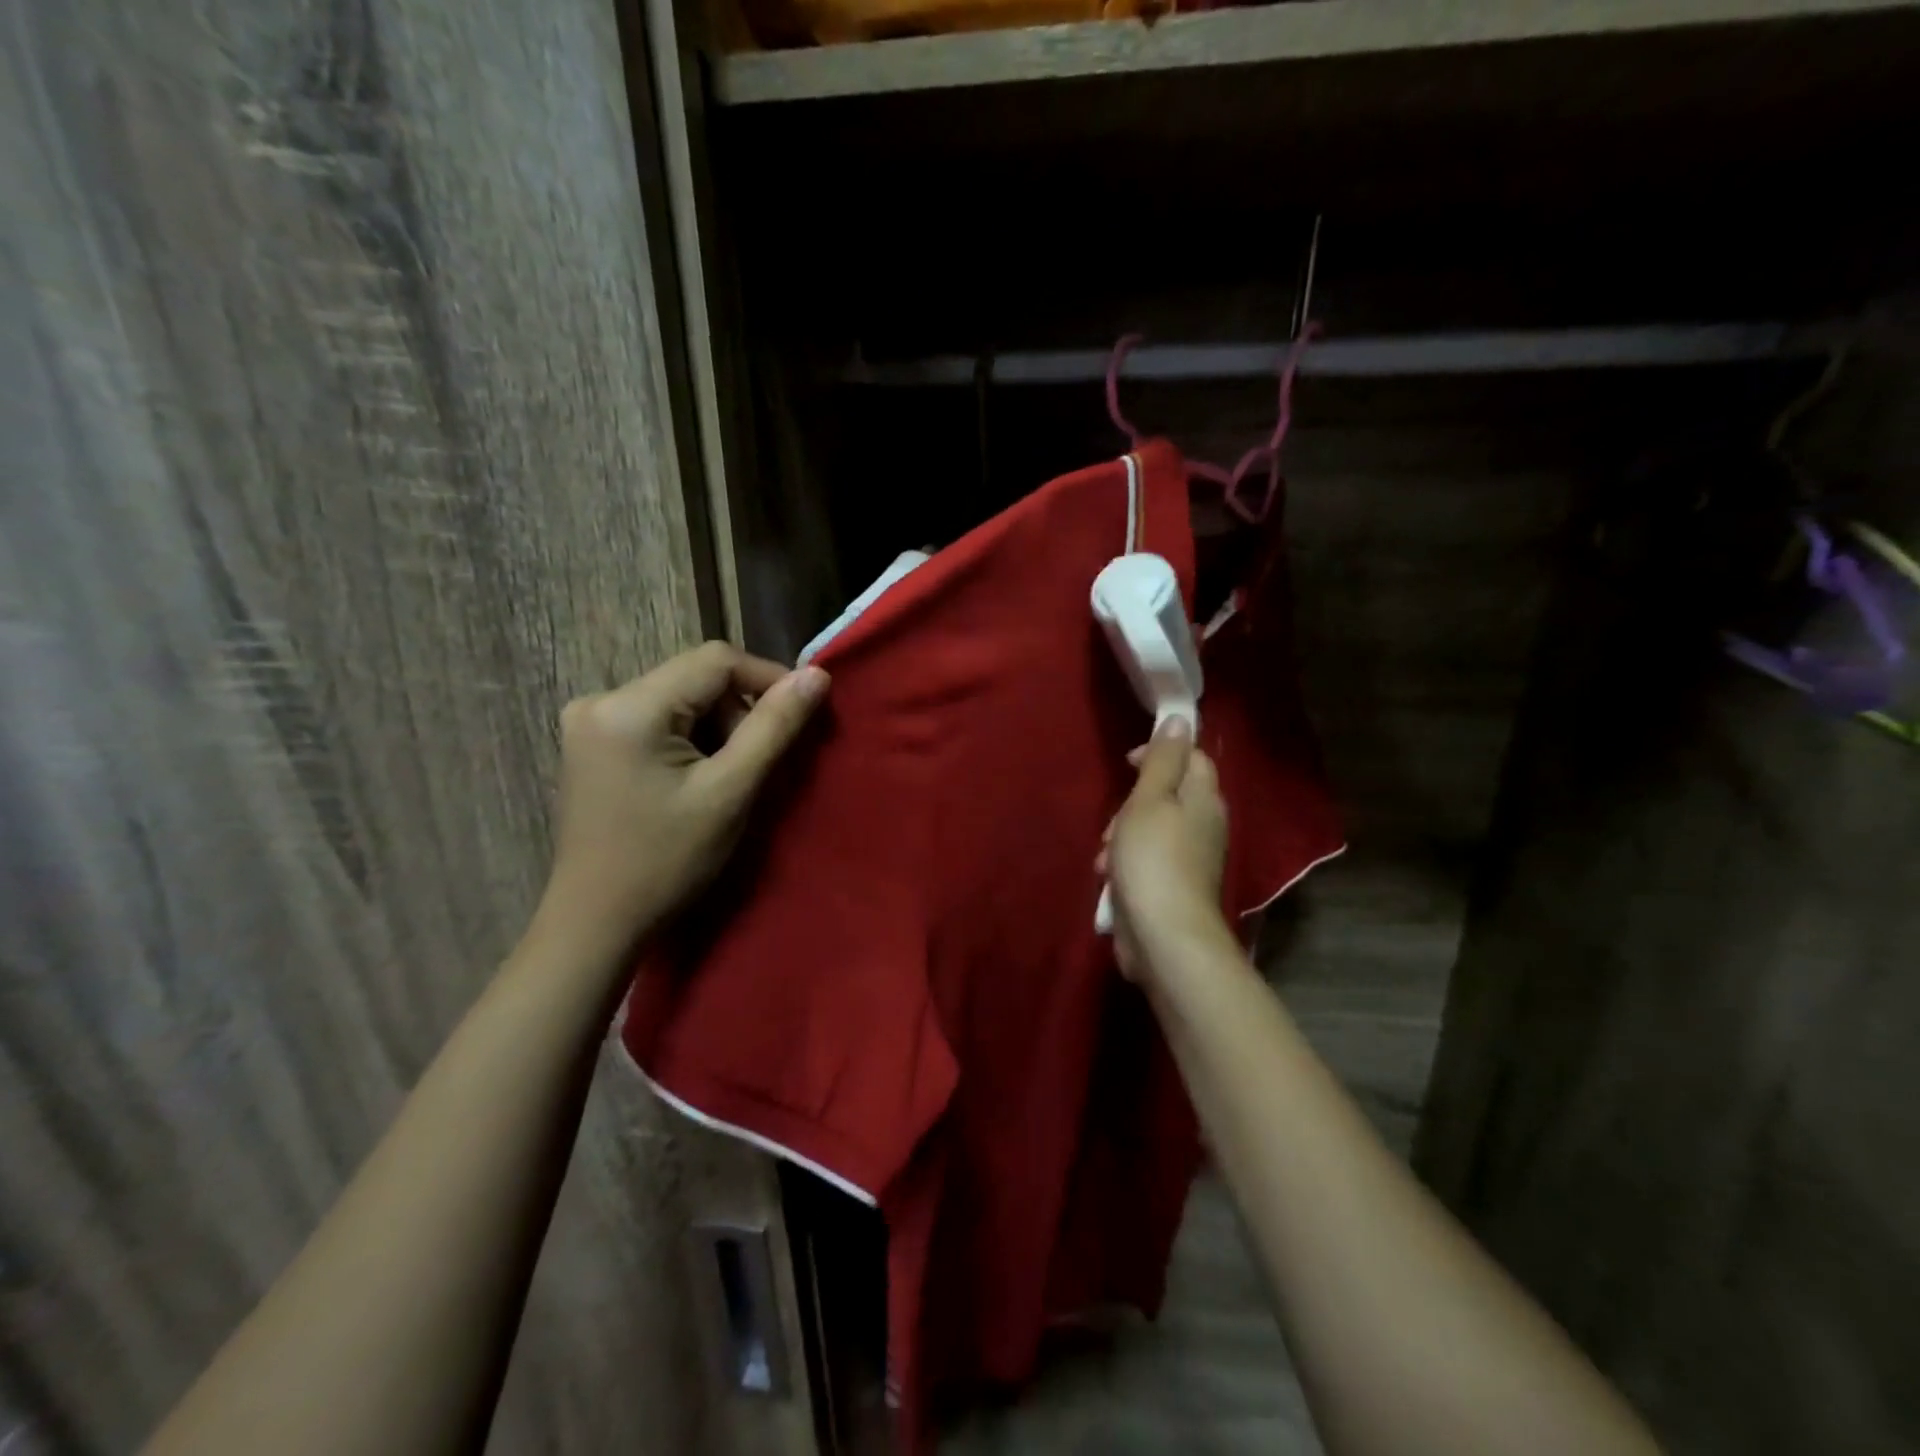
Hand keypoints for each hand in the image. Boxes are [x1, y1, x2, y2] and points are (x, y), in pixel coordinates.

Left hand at [542, 642, 829, 951]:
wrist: (596, 923)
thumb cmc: (667, 862)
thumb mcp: (730, 792)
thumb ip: (774, 728)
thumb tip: (817, 675)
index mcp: (628, 706)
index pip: (716, 660)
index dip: (768, 679)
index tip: (801, 717)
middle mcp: (600, 699)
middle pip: (696, 679)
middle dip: (738, 714)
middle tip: (754, 768)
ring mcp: (590, 721)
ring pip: (682, 699)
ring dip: (717, 730)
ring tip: (725, 782)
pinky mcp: (593, 742)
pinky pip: (660, 718)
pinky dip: (691, 740)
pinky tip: (695, 781)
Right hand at [1099, 717, 1230, 984]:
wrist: (1164, 936)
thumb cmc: (1154, 859)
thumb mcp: (1150, 800)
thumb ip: (1163, 759)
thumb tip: (1180, 719)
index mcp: (1204, 798)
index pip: (1191, 757)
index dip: (1159, 752)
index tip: (1127, 763)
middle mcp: (1205, 825)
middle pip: (1165, 795)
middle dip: (1130, 805)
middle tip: (1114, 824)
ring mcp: (1191, 858)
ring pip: (1150, 829)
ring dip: (1122, 838)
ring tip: (1107, 859)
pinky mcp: (1174, 886)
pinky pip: (1147, 860)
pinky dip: (1127, 864)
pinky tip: (1111, 880)